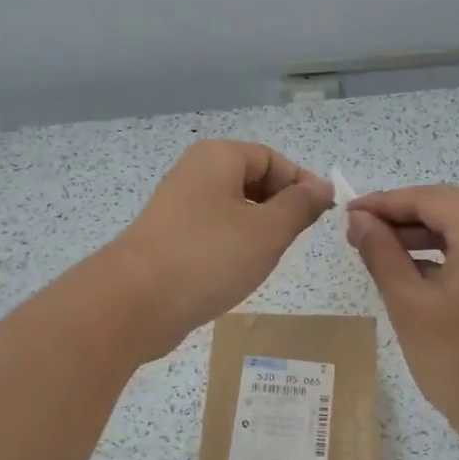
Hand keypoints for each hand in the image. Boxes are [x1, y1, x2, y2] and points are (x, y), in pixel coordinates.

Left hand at [108, 141, 332, 357]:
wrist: (135, 302)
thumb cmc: (209, 257)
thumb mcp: (268, 231)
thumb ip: (300, 206)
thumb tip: (322, 187)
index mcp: (218, 158)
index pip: (273, 159)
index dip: (302, 184)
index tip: (322, 217)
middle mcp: (195, 173)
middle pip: (252, 180)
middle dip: (280, 207)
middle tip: (296, 239)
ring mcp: (178, 206)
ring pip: (234, 208)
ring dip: (257, 229)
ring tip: (269, 258)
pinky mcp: (168, 237)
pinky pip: (213, 231)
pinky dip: (232, 245)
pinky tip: (238, 271)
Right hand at [346, 186, 458, 459]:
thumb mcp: (409, 304)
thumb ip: (381, 253)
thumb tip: (360, 221)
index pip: (431, 199)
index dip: (386, 202)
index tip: (349, 214)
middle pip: (452, 207)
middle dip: (404, 215)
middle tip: (361, 232)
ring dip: (425, 233)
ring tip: (381, 249)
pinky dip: (449, 252)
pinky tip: (416, 269)